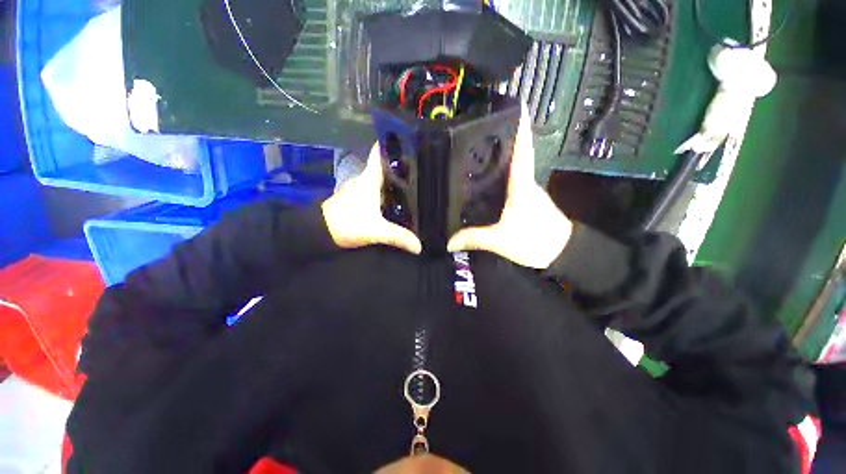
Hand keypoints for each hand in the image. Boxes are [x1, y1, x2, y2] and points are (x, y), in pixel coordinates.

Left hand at [322, 144, 422, 253]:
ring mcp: (359, 189)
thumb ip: (398, 237)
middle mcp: (364, 180)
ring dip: (392, 179)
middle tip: (420, 166)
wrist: (319, 231)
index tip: (406, 139)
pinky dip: (386, 191)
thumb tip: (419, 246)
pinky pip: (375, 190)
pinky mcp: (356, 199)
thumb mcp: (376, 231)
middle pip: (383, 167)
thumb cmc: (347, 224)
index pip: (378, 154)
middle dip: (399, 165)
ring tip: (413, 182)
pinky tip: (395, 199)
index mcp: (369, 180)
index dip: (390, 143)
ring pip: (379, 179)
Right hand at [447, 106, 572, 268]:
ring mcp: (525, 190)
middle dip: (498, 139)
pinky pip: (507, 183)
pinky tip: (480, 181)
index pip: (522, 148)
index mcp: (520, 184)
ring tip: (471, 152)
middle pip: (512, 154)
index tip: (514, 103)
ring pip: (509, 169)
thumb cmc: (535, 241)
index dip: (520, 125)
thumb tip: (448, 242)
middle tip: (474, 130)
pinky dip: (495, 177)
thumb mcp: (500, 240)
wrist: (561, 252)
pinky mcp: (523, 200)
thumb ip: (474, 239)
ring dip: (495, 158)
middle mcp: (524, 182)